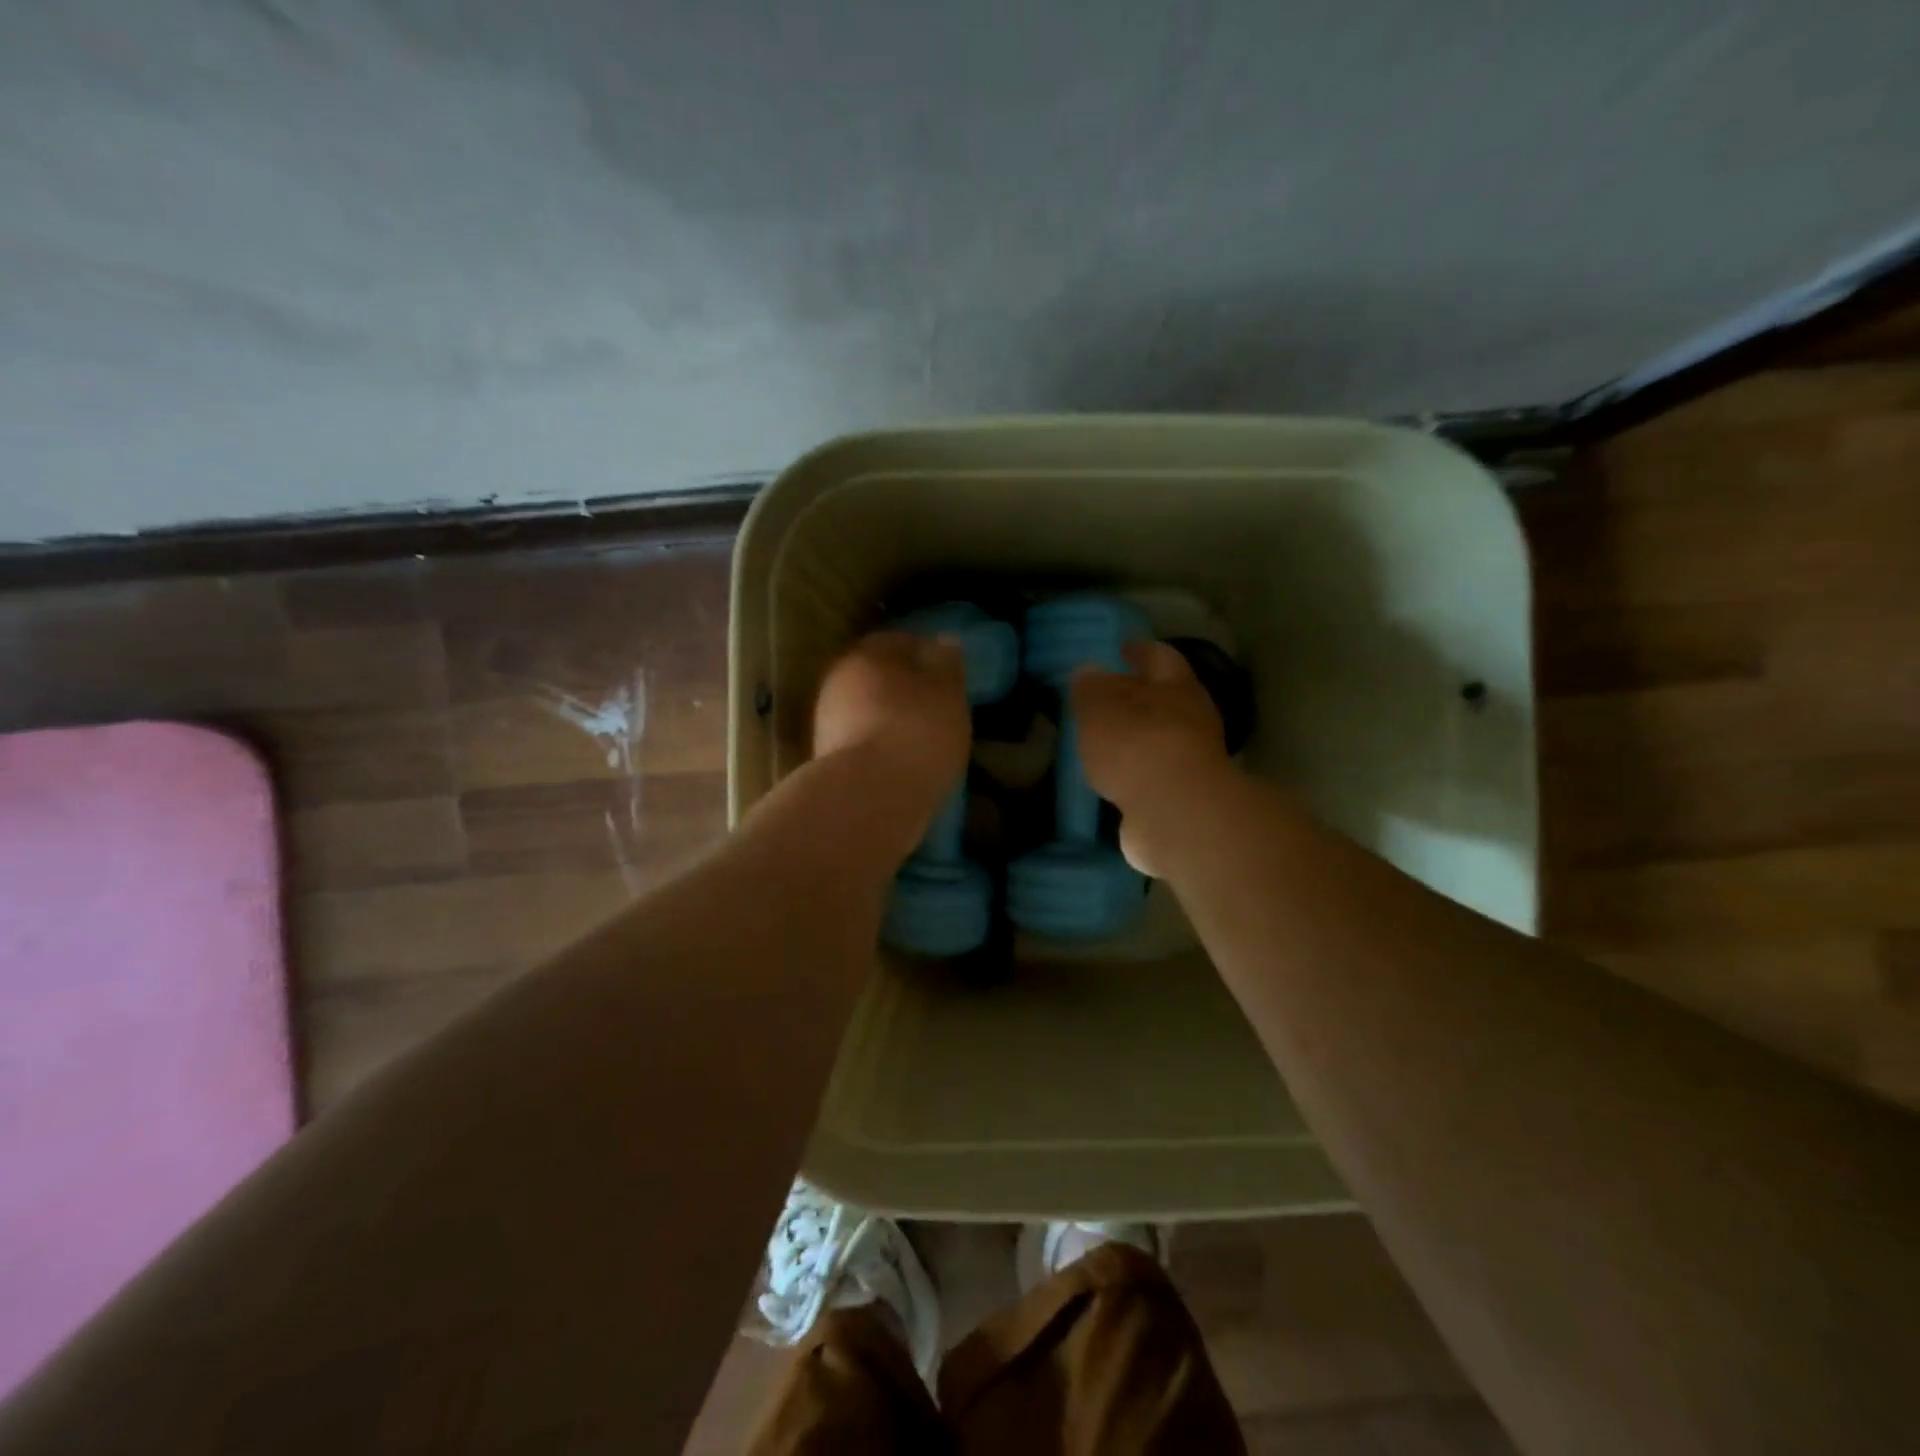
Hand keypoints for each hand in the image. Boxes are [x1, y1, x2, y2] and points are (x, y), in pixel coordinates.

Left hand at [813, 630, 971, 812]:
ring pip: (864, 708)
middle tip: (934, 706)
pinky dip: (878, 744)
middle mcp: (839, 678)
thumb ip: (947, 664)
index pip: (900, 640)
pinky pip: (859, 739)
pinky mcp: (825, 757)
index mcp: (869, 652)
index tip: (947, 674)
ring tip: (919, 737)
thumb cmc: (917, 732)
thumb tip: (942, 642)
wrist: (868, 797)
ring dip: (888, 717)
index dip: (925, 654)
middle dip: (903, 687)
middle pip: (877, 675)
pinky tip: (899, 760)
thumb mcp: (948, 693)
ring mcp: (826, 719)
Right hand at [1072, 640, 1232, 877]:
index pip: (1160, 657)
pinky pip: (1152, 774)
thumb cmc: (1137, 746)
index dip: (1140, 650)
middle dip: (1138, 695)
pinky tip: (1112, 776)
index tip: (1122, 647)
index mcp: (1176, 688)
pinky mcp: (1182, 797)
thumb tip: (1087, 670)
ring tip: (1102, 737)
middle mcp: (1192, 719)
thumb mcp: (1101, 709)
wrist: (1175, 816)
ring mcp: (1190, 761)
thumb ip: (1091, 689)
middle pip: (1164, 699)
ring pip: (1159, 738)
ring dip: (1135, 736)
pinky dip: (1134, 771)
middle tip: (1106, 695)